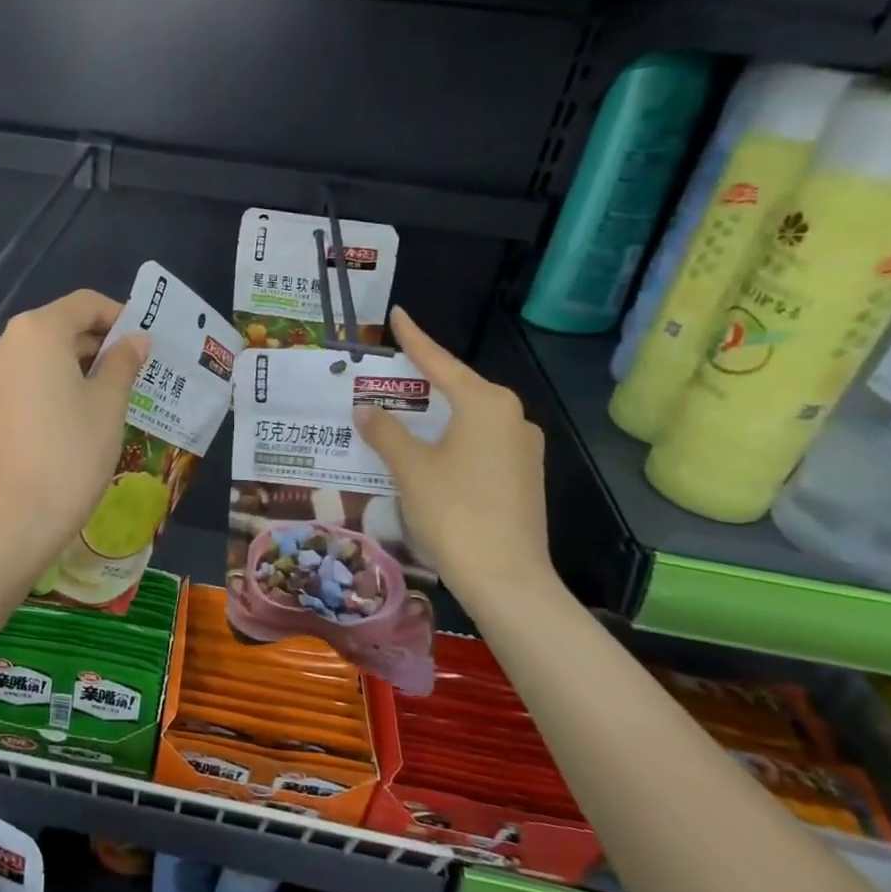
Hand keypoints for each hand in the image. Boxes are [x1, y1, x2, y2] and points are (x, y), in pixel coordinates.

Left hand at [0, 290, 150, 568]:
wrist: (14, 521)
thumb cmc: (71, 454)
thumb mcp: (109, 405)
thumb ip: (123, 362)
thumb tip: (135, 339)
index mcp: (36, 332)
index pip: (84, 304)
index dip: (118, 316)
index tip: (142, 341)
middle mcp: (3, 344)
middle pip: (57, 328)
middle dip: (95, 344)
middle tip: (130, 371)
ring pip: (36, 357)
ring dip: (71, 366)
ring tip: (103, 396)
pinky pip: (19, 382)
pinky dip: (46, 387)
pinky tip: (68, 418)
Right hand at [353, 307, 555, 611]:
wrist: (506, 577)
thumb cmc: (453, 511)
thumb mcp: (410, 468)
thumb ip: (385, 432)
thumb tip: (366, 408)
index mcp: (485, 404)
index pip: (440, 362)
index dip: (415, 339)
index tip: (399, 315)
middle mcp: (512, 416)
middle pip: (460, 387)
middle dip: (425, 380)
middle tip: (393, 370)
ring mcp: (524, 447)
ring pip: (472, 417)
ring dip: (439, 413)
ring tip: (406, 411)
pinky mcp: (525, 474)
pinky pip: (483, 441)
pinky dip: (454, 437)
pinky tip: (433, 451)